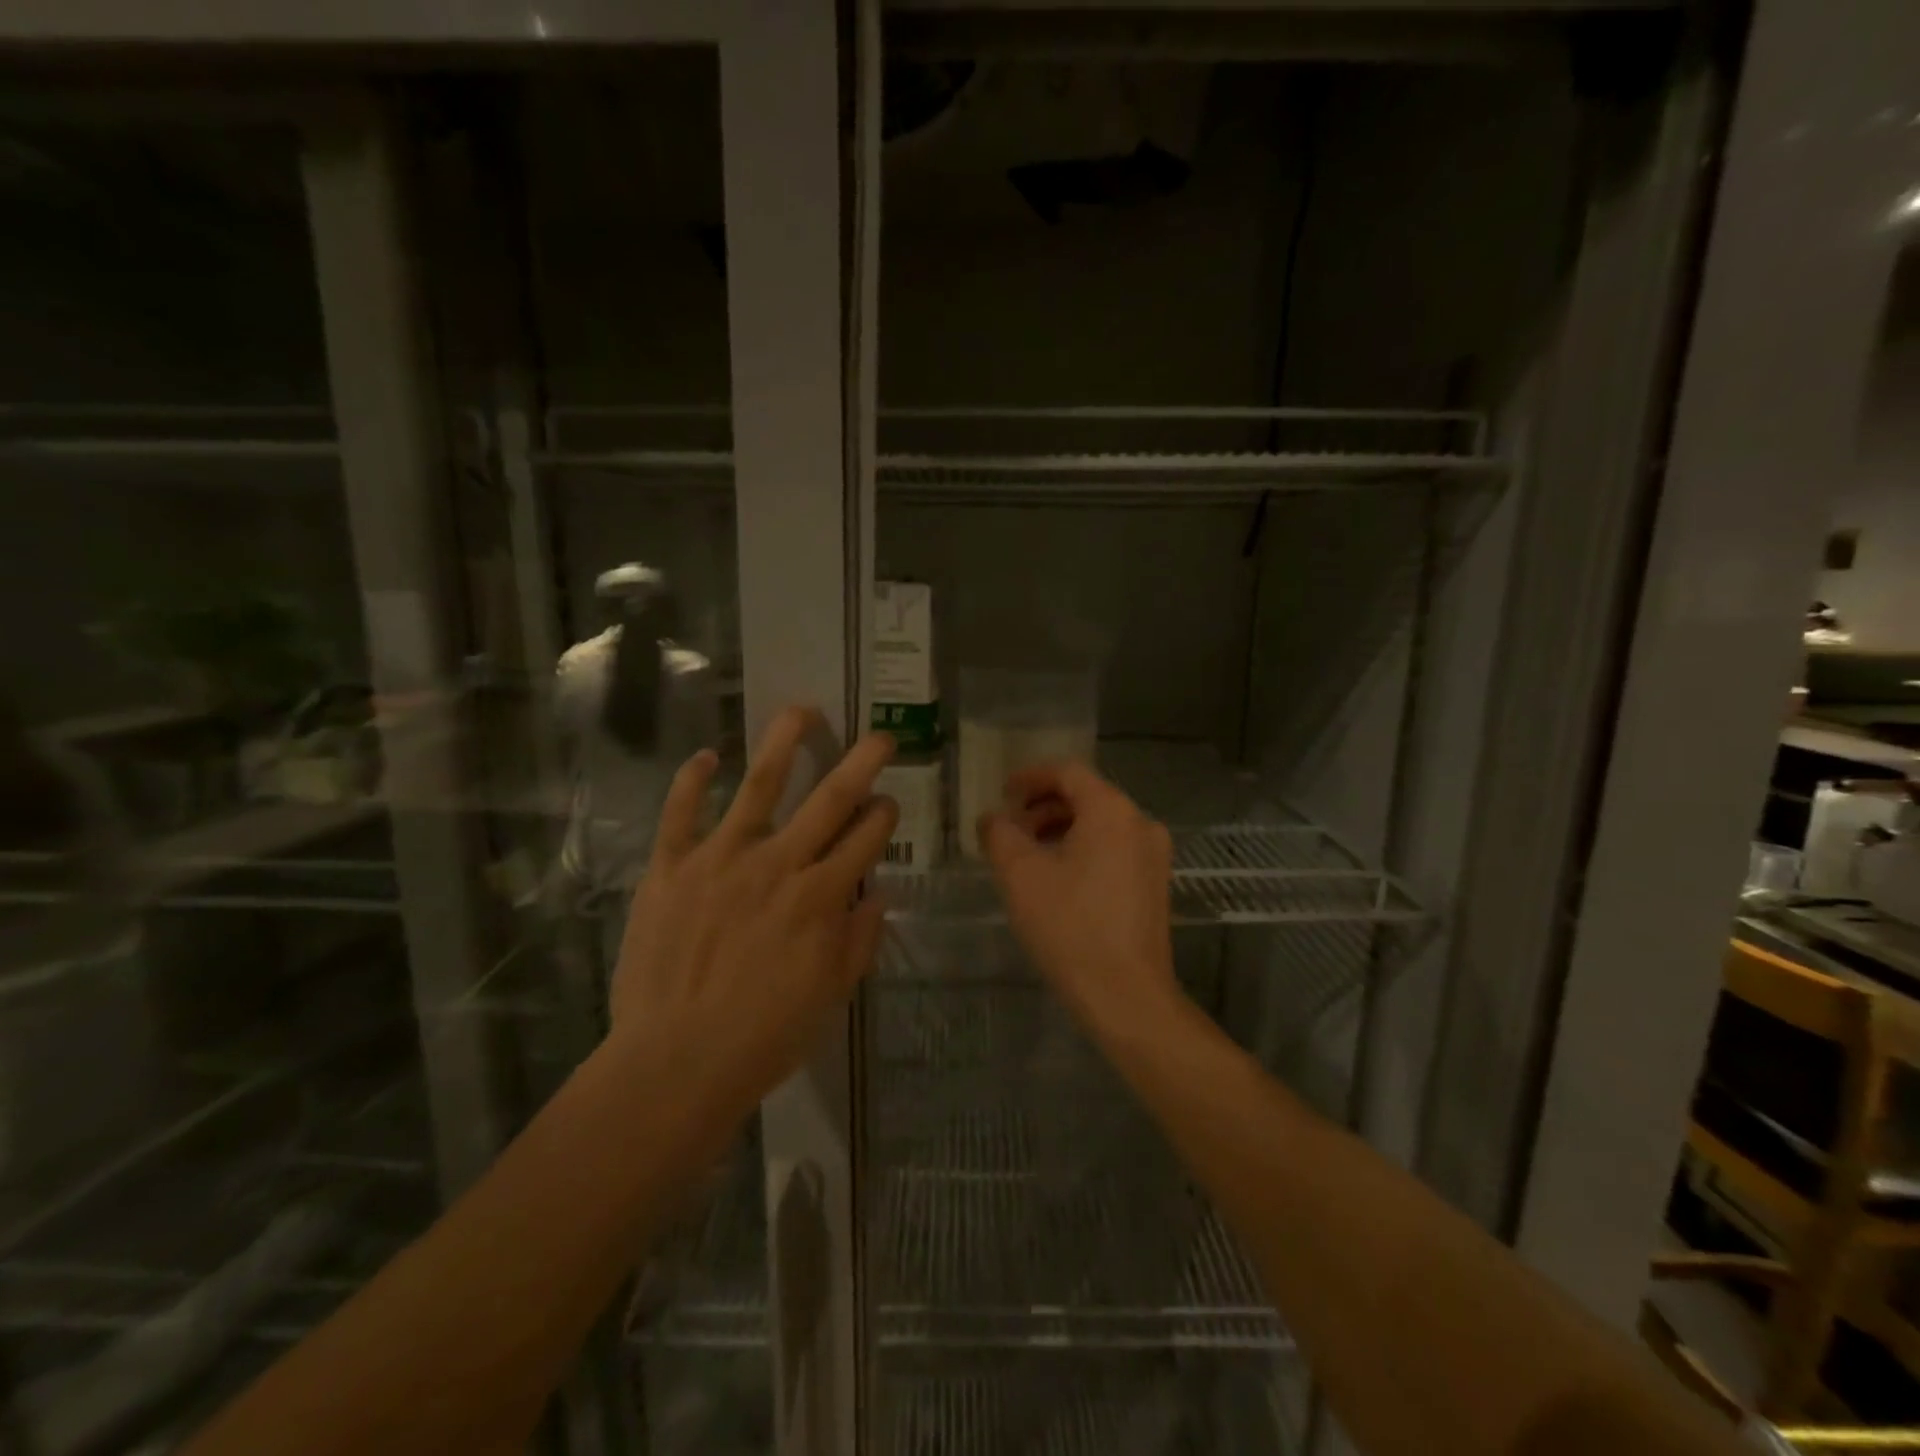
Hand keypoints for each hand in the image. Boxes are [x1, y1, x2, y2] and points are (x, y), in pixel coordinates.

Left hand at [610, 707, 898, 1111]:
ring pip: (759, 785)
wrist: (674, 1063)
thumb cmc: (763, 1038)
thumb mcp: (830, 997)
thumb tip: (876, 896)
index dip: (883, 816)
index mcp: (820, 897)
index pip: (866, 839)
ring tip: (802, 710)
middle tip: (880, 736)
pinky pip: (680, 813)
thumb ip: (858, 941)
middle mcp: (778, 864)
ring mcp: (720, 859)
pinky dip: (691, 780)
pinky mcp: (671, 867)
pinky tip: (706, 757)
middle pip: (829, 799)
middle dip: (861, 763)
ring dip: (784, 742)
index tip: (888, 804)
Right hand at [978, 761, 1177, 1036]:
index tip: (1002, 794)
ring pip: (1100, 825)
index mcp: (1112, 811)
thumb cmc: (1070, 927)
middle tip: (1010, 828)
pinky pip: (1114, 849)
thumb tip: (993, 818)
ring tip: (1027, 855)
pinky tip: (1057, 879)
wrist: (1126, 996)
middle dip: (1043, 806)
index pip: (1067, 773)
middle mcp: (1141, 823)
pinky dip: (1082, 850)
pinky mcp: (1155, 884)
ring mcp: (1154, 855)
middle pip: (1086, 796)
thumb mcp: (1020, 876)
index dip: (1030, 778)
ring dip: (1060, 829)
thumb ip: (1000, 834)